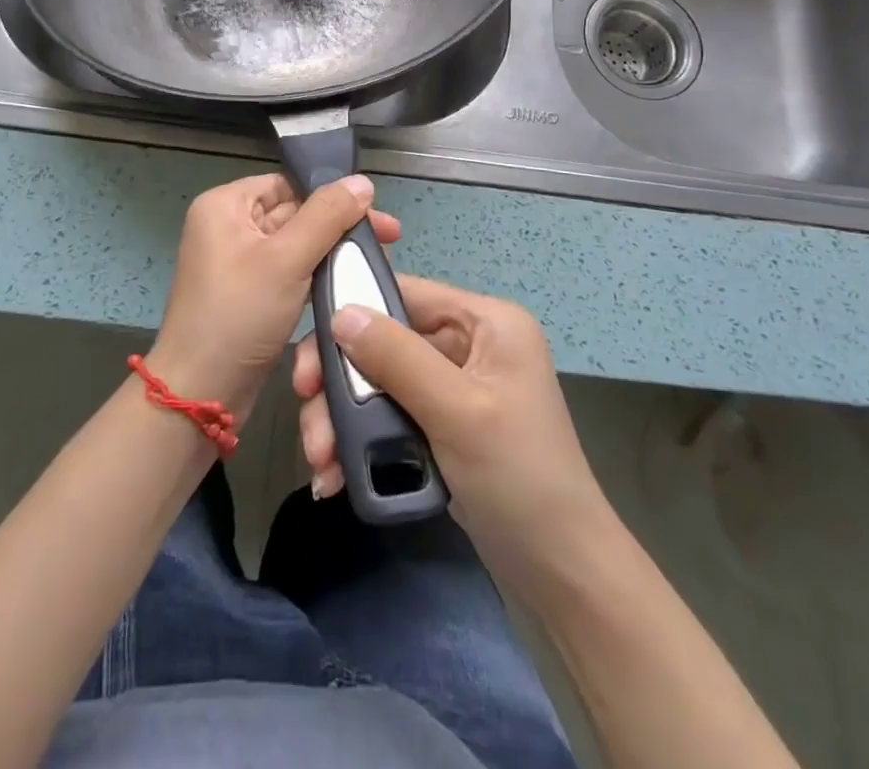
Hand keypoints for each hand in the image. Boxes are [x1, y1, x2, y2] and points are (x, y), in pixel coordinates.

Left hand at [148, 173, 399, 419]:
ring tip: (375, 260)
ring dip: (331, 252)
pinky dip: (315, 276)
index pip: (286, 184)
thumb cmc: (239, 314)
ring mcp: (237, 262)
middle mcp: (227, 226)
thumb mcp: (286, 259)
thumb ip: (326, 216)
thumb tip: (362, 181)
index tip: (375, 212)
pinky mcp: (249, 294)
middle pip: (293, 212)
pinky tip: (348, 282)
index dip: (330, 194)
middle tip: (389, 238)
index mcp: (224, 206)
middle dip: (337, 226)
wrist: (201, 393)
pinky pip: (288, 272)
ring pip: (295, 245)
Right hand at [293, 274, 609, 600]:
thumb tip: (339, 312)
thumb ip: (397, 357)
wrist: (562, 575)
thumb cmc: (519, 478)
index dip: (351, 313)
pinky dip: (362, 439)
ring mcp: (455, 385)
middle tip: (306, 411)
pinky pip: (390, 414)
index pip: (404, 293)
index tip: (308, 353)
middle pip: (384, 340)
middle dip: (341, 380)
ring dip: (343, 416)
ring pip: (380, 380)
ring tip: (319, 460)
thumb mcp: (457, 411)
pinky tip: (335, 473)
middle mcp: (470, 342)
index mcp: (486, 322)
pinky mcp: (443, 423)